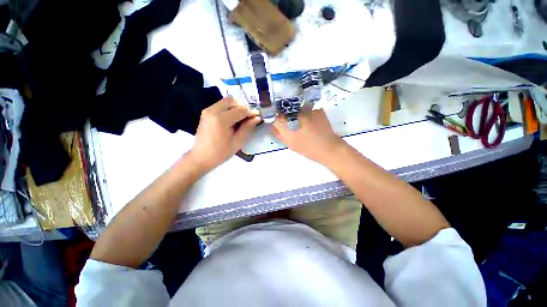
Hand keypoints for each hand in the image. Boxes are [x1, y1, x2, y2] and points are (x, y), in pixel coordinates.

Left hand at [189, 97, 260, 170]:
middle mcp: (213, 111)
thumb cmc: (221, 152)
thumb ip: (247, 128)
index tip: (257, 116)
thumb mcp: (237, 142)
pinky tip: (231, 120)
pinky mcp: (205, 113)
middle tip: (247, 118)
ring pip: (225, 101)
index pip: (240, 110)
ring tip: (240, 120)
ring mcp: (207, 111)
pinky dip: (228, 109)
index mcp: (221, 119)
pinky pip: (220, 105)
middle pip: (232, 100)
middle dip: (242, 107)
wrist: (201, 157)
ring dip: (235, 108)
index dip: (250, 112)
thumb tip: (257, 118)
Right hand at [271, 109, 343, 163]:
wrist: (328, 148)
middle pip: (284, 109)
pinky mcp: (316, 109)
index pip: (274, 115)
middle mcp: (295, 115)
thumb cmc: (306, 149)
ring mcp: (307, 110)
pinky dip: (308, 113)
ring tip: (302, 120)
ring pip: (296, 107)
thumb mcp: (289, 143)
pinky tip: (312, 121)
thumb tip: (271, 125)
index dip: (273, 116)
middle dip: (284, 113)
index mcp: (286, 126)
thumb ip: (278, 134)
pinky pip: (308, 108)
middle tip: (289, 120)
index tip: (275, 118)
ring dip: (296, 112)